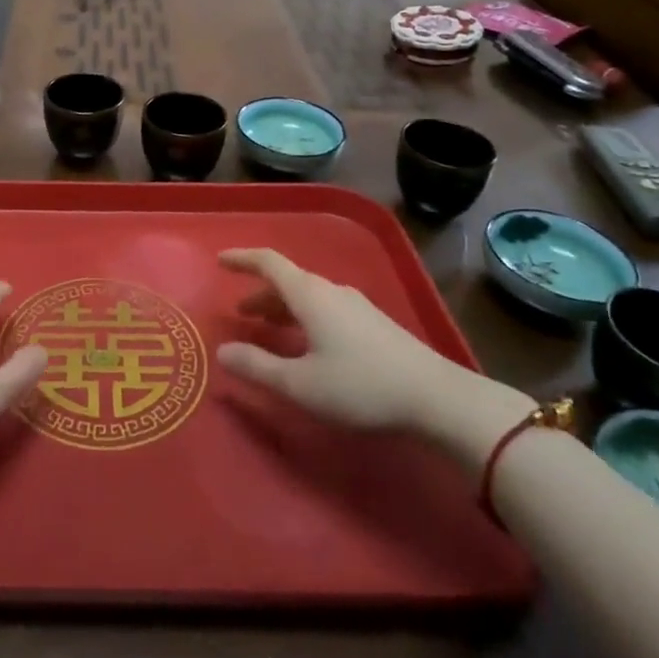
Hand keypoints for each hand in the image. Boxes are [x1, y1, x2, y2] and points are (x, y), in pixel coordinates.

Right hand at [216, 249, 529, 453]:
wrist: (438, 399)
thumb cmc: (361, 387)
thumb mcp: (300, 384)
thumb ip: (258, 367)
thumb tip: (222, 351)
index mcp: (309, 295)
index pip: (268, 262)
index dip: (242, 258)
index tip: (220, 261)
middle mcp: (331, 291)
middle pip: (288, 281)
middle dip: (260, 294)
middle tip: (240, 313)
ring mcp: (357, 306)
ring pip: (309, 296)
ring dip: (283, 308)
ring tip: (268, 330)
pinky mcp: (375, 325)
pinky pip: (326, 309)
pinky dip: (304, 318)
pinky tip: (308, 346)